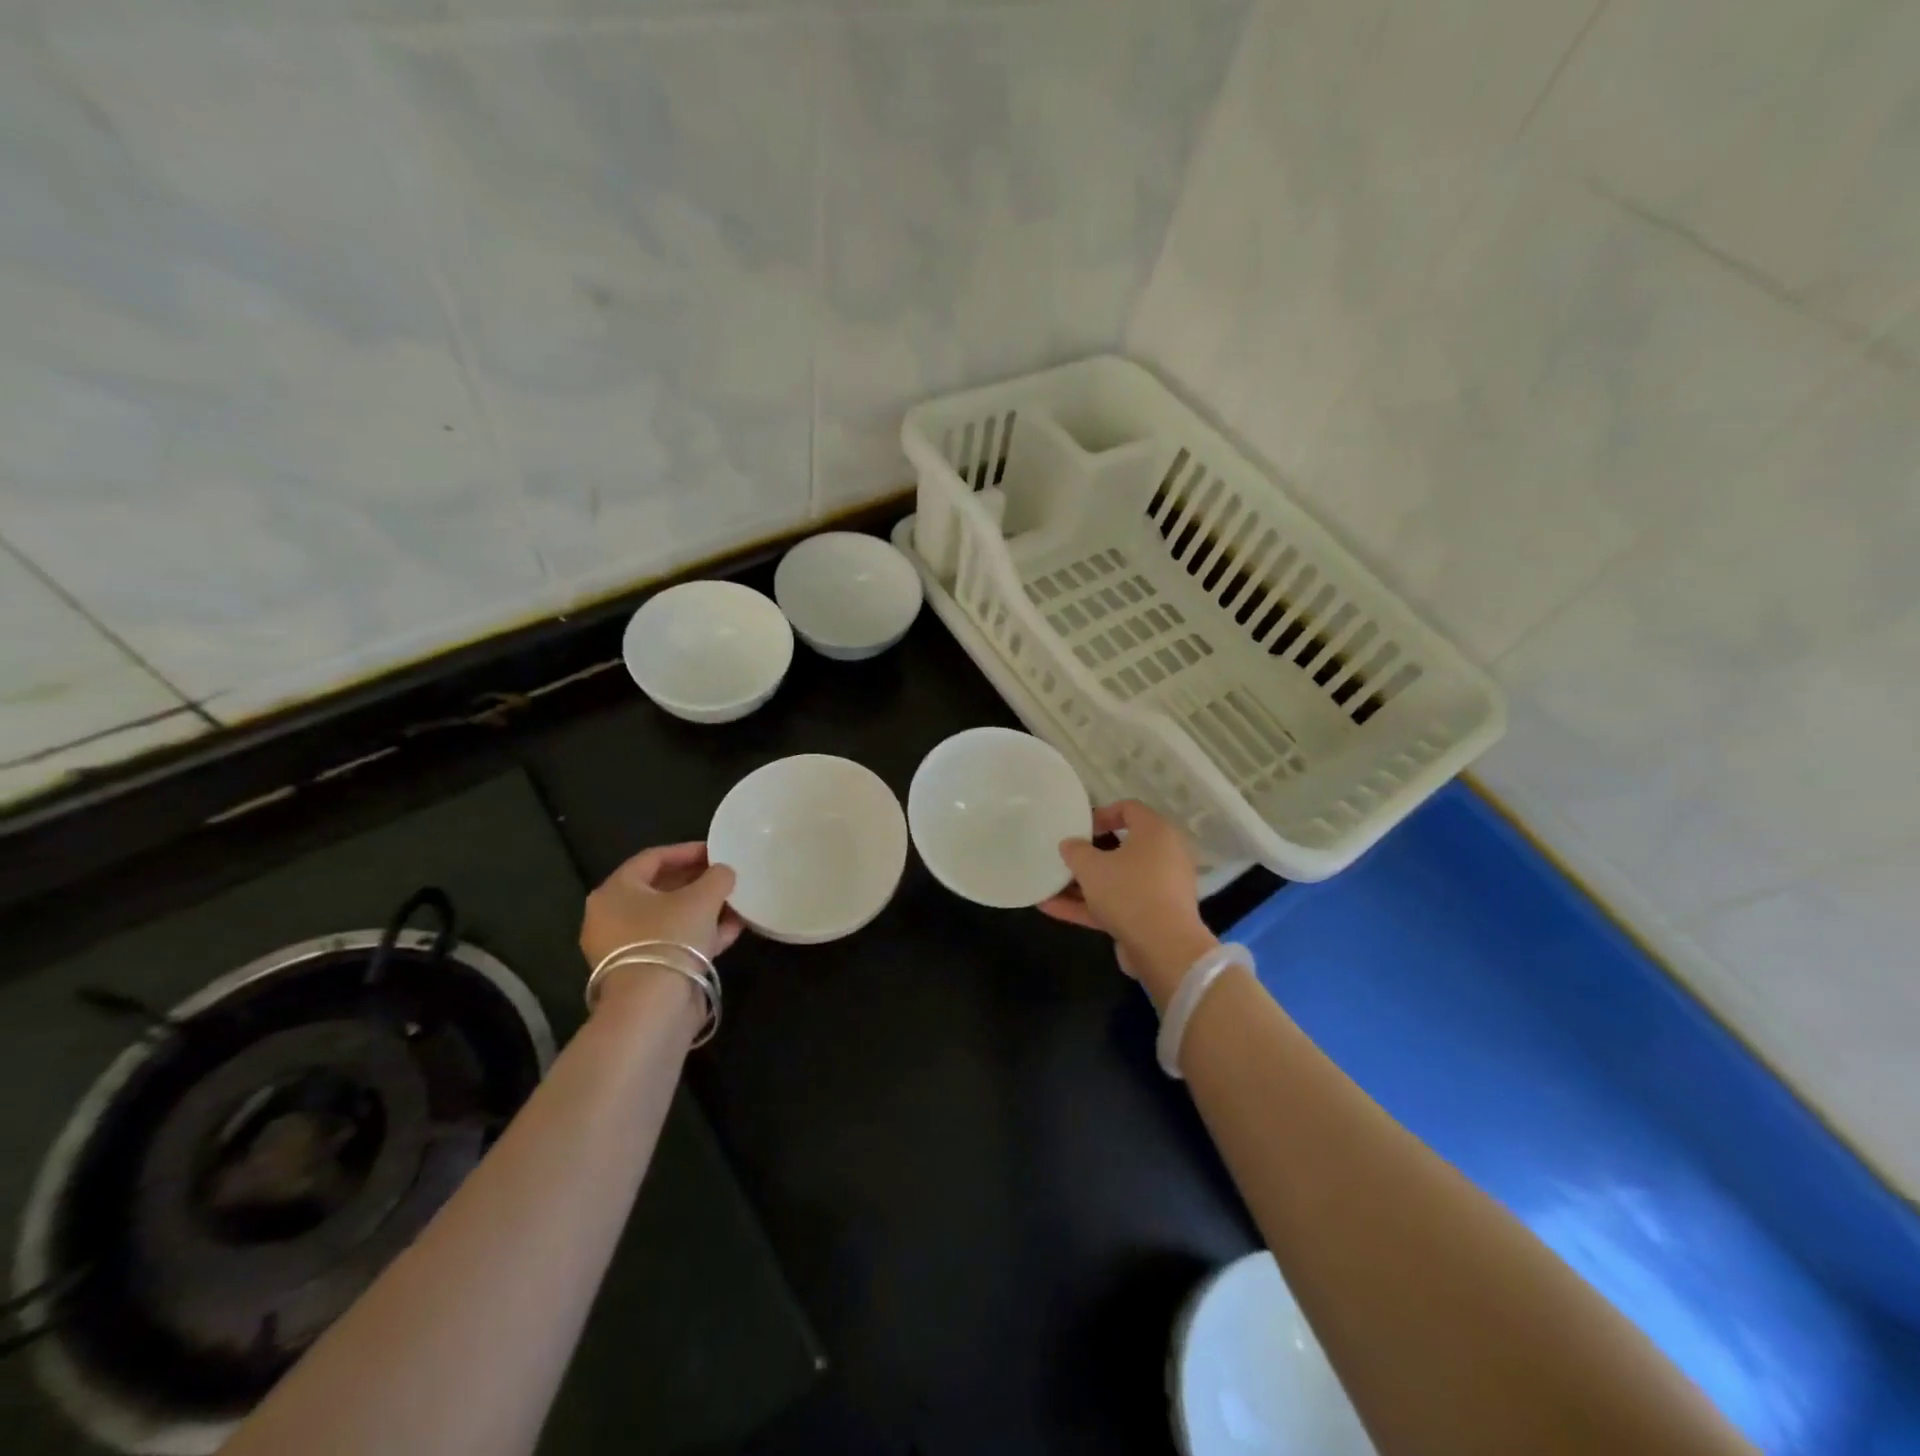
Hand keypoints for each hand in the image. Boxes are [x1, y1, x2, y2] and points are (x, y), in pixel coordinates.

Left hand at [580, 842, 743, 972]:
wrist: (652, 1008)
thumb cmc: (670, 937)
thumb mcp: (702, 898)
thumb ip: (717, 876)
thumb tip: (724, 872)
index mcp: (615, 891)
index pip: (652, 858)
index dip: (687, 850)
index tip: (716, 851)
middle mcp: (611, 918)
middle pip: (659, 889)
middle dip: (697, 881)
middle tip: (725, 876)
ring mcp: (625, 949)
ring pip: (669, 919)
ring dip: (703, 909)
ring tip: (735, 903)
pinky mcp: (642, 973)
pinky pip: (673, 943)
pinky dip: (699, 934)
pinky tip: (731, 930)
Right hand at [1040, 800, 1216, 1005]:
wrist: (1164, 948)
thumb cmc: (1128, 891)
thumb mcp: (1091, 866)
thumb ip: (1075, 851)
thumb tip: (1070, 844)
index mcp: (1156, 832)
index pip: (1129, 809)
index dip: (1102, 814)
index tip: (1079, 828)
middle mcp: (1164, 856)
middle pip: (1122, 847)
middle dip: (1089, 854)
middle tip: (1066, 857)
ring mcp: (1160, 889)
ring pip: (1117, 879)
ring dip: (1083, 884)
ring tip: (1048, 886)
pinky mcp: (1152, 916)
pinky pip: (1118, 903)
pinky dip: (1089, 905)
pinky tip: (1052, 908)